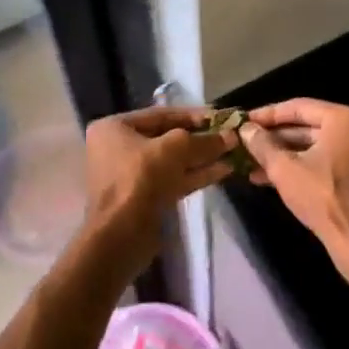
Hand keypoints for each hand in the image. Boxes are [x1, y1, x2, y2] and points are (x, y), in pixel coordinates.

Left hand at [81, 106, 237, 263]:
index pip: (161, 115)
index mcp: (115, 128)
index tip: (221, 117)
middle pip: (167, 138)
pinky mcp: (145, 197)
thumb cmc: (141, 178)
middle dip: (200, 138)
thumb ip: (204, 140)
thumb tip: (231, 137)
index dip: (194, 115)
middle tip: (230, 136)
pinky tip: (223, 170)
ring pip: (173, 161)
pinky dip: (196, 174)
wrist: (121, 234)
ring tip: (233, 153)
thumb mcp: (176, 149)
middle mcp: (119, 148)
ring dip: (202, 157)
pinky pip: (173, 179)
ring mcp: (131, 175)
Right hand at [239, 99, 348, 271]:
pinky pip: (325, 160)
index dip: (267, 115)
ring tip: (250, 164)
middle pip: (307, 126)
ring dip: (283, 154)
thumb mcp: (284, 168)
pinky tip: (269, 177)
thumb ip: (262, 144)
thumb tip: (245, 129)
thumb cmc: (322, 197)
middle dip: (273, 138)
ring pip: (314, 146)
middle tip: (245, 142)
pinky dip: (301, 165)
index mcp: (344, 118)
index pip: (297, 107)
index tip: (243, 121)